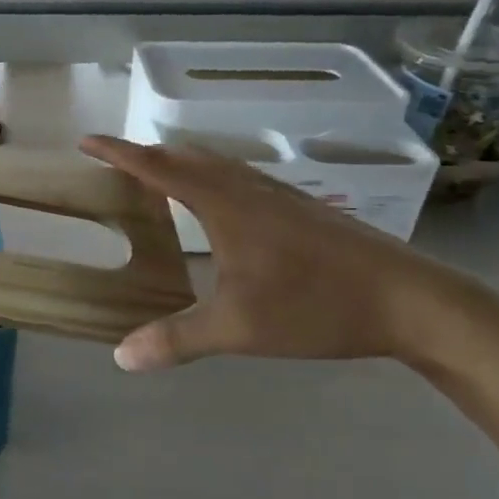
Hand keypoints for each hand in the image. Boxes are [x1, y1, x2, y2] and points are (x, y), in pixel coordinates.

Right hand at [80, 136, 470, 371]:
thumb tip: (120, 357)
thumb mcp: (239, 328)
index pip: (158, 167)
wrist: (412, 300)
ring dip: (180, 164)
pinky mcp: (301, 208)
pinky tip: (219, 207)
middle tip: (116, 166)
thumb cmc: (317, 305)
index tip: (86, 141)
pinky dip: (210, 178)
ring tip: (158, 180)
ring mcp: (279, 195)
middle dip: (146, 155)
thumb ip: (177, 340)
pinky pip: (239, 178)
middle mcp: (247, 188)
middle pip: (186, 156)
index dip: (118, 152)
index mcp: (224, 204)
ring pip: (217, 165)